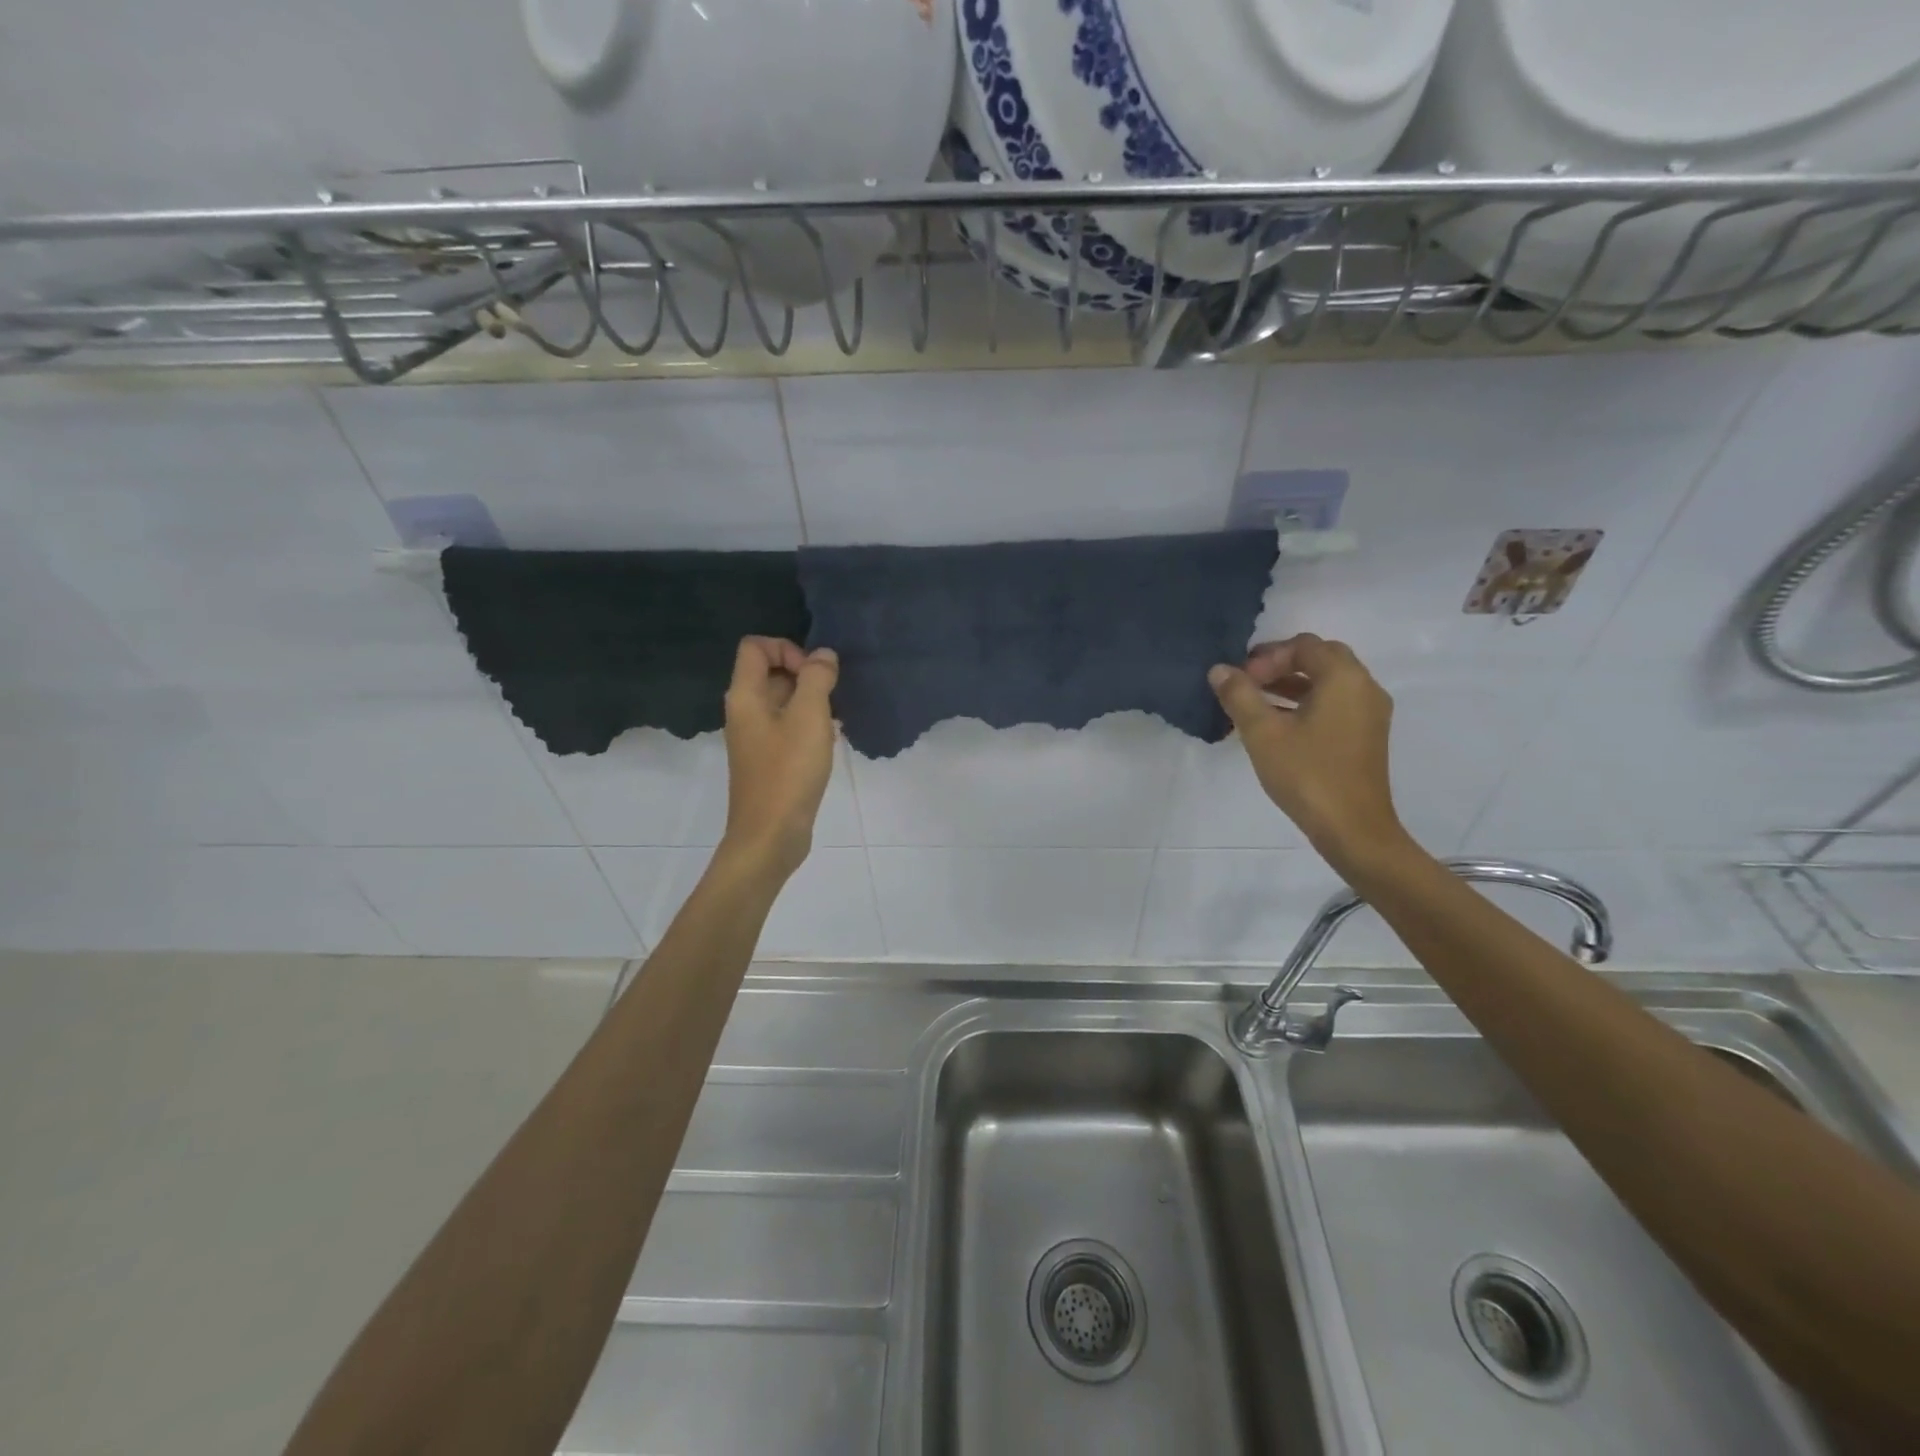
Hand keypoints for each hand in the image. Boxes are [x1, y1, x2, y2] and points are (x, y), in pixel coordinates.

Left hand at [720, 637, 838, 878]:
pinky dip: (809, 726)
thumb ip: (817, 678)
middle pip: (771, 672)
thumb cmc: (788, 771)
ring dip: (811, 702)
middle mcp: (745, 712)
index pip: (756, 647)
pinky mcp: (769, 759)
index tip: (813, 674)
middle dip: (805, 675)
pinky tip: (830, 741)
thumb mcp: (809, 717)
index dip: (787, 649)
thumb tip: (823, 655)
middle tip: (831, 697)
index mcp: (745, 696)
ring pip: (783, 702)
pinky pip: (788, 727)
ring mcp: (756, 737)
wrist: (771, 835)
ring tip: (835, 720)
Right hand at [1209, 633, 1412, 880]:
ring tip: (1255, 704)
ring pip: (1327, 682)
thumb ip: (1239, 695)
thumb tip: (1219, 670)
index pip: (1303, 646)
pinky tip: (1278, 725)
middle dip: (1280, 665)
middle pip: (1320, 658)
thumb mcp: (1263, 733)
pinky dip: (1306, 703)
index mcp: (1344, 678)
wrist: (1352, 829)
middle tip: (1248, 684)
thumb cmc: (1307, 774)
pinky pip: (1334, 703)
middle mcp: (1364, 687)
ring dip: (1291, 684)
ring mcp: (1369, 712)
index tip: (1242, 682)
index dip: (1267, 657)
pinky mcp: (1366, 735)